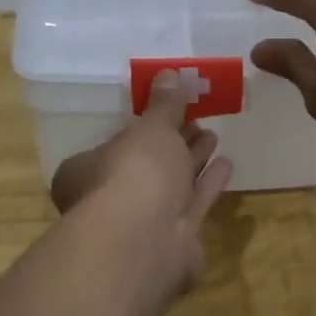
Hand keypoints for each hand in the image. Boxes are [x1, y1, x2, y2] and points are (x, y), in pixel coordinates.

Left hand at [50, 73, 233, 295]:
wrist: (147, 241)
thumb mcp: (151, 128)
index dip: (144, 127)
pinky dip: (208, 184)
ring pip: (172, 185)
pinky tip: (227, 164)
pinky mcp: (175, 242)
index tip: (171, 109)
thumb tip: (169, 74)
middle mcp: (112, 199)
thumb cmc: (134, 173)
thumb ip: (164, 104)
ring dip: (193, 160)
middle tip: (198, 120)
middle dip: (173, 142)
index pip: (116, 143)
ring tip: (213, 136)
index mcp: (88, 170)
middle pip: (147, 165)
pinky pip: (194, 203)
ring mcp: (144, 224)